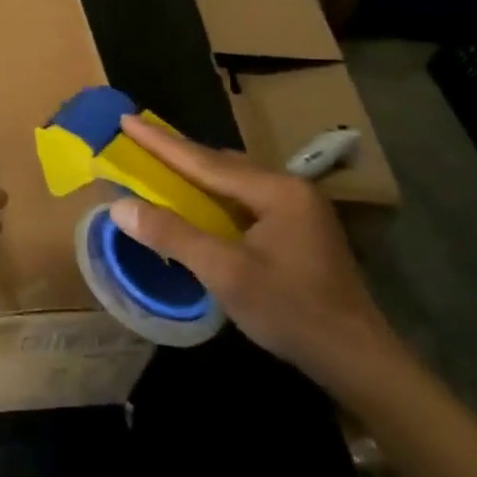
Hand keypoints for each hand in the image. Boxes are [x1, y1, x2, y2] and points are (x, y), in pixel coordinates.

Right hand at [108, 114, 406, 393]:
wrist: (356, 358)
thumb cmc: (290, 311)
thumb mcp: (225, 273)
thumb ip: (172, 235)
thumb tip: (120, 207)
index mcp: (275, 190)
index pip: (204, 161)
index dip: (160, 142)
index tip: (126, 118)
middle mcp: (289, 188)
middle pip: (221, 163)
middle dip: (177, 152)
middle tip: (137, 138)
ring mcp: (297, 208)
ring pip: (234, 181)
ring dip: (196, 173)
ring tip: (160, 164)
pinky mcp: (298, 229)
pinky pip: (244, 198)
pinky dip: (214, 195)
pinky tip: (198, 202)